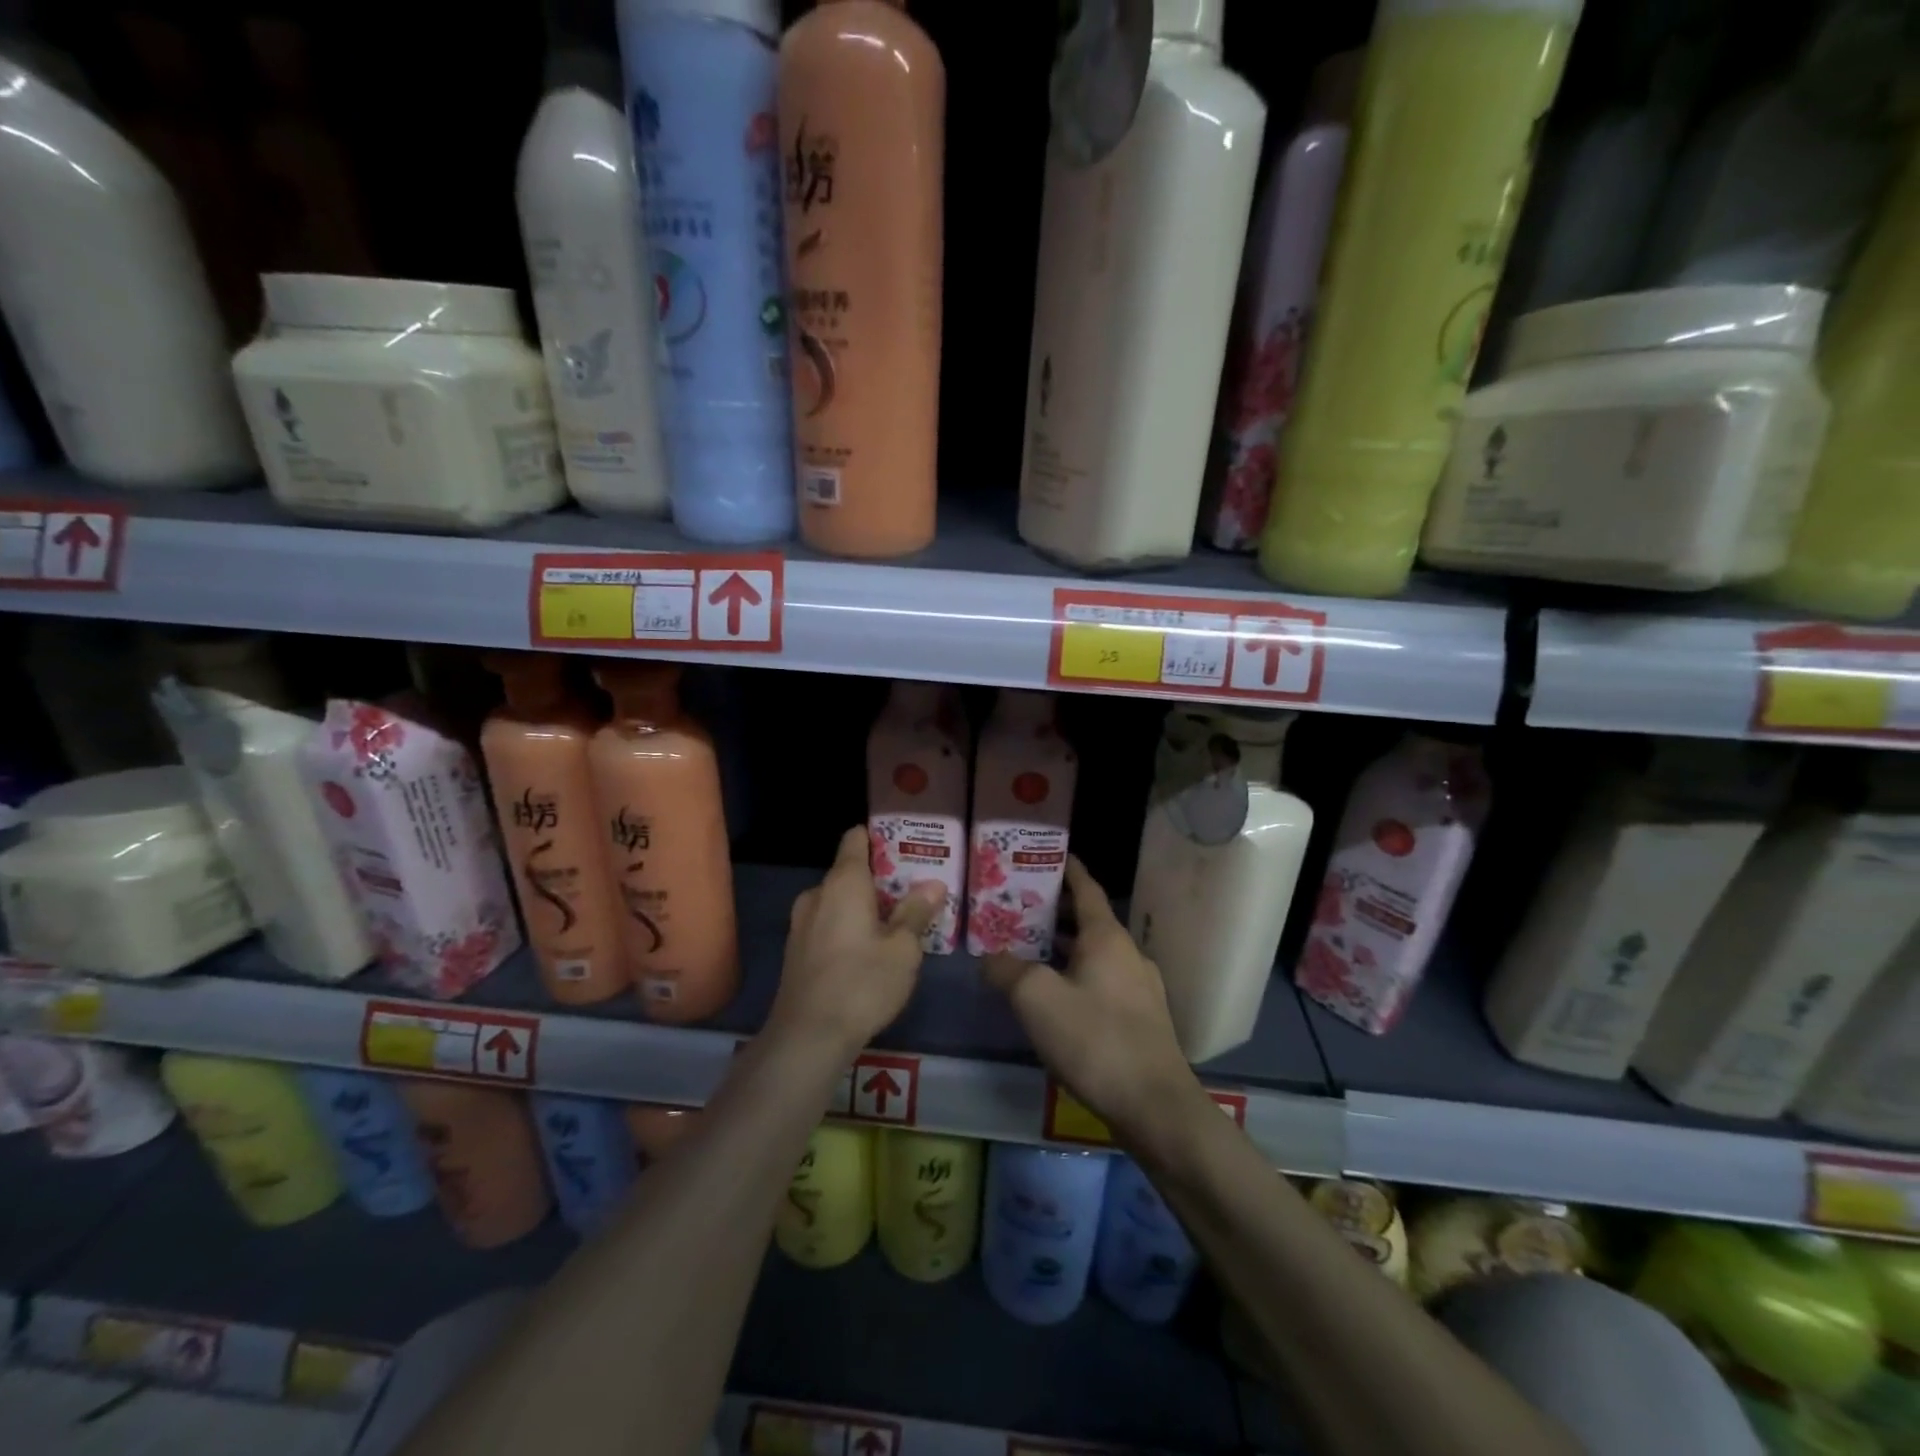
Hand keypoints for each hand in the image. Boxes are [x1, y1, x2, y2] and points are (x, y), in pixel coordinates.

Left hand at [771, 825, 941, 1057]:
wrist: (807, 1036)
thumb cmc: (862, 983)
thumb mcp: (902, 949)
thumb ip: (916, 912)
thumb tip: (934, 884)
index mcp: (843, 882)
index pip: (855, 839)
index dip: (879, 838)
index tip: (904, 846)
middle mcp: (817, 894)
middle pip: (849, 872)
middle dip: (878, 879)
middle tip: (911, 891)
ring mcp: (801, 923)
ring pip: (837, 901)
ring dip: (862, 906)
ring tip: (894, 922)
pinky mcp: (795, 951)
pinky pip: (826, 924)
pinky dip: (846, 927)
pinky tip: (867, 950)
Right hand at [983, 857, 1200, 1144]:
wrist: (1155, 1106)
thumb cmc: (1094, 1039)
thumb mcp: (1036, 999)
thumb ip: (1007, 971)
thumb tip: (989, 958)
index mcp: (1107, 937)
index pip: (1086, 888)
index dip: (1068, 869)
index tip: (1049, 855)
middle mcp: (1128, 954)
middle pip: (1089, 921)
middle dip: (1056, 913)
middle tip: (1019, 908)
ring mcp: (1140, 988)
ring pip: (1096, 954)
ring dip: (1065, 948)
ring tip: (1029, 951)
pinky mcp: (1143, 1019)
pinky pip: (1104, 982)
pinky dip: (1078, 976)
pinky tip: (1057, 999)